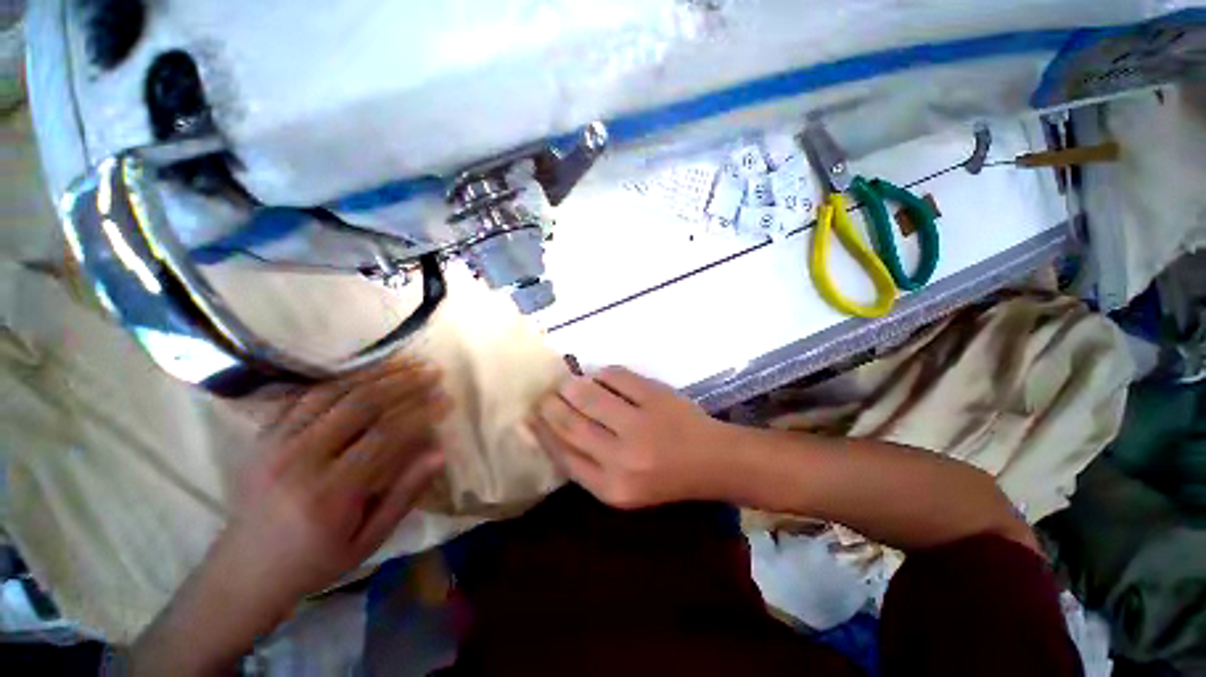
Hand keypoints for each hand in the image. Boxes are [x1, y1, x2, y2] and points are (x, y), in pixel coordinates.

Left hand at [216, 358, 450, 613]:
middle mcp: (300, 460)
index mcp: (329, 493)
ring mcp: (276, 444)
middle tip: (433, 371)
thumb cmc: (315, 561)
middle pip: (359, 405)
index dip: (421, 412)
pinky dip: (340, 379)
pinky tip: (366, 371)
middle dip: (404, 383)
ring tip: (407, 362)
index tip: (447, 398)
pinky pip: (305, 396)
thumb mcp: (368, 540)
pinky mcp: (264, 436)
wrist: (245, 570)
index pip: (385, 436)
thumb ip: (404, 495)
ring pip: (333, 392)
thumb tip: (440, 453)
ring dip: (376, 373)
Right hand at [529, 366, 737, 508]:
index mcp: (610, 488)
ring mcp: (639, 424)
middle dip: (551, 404)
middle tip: (544, 393)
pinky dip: (602, 374)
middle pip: (570, 423)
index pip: (562, 454)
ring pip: (588, 396)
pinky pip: (615, 377)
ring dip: (571, 385)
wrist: (712, 461)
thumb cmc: (665, 477)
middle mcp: (621, 458)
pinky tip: (598, 376)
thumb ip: (587, 464)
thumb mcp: (621, 487)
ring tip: (566, 382)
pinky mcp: (654, 397)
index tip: (529, 416)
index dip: (541, 431)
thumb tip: (551, 430)